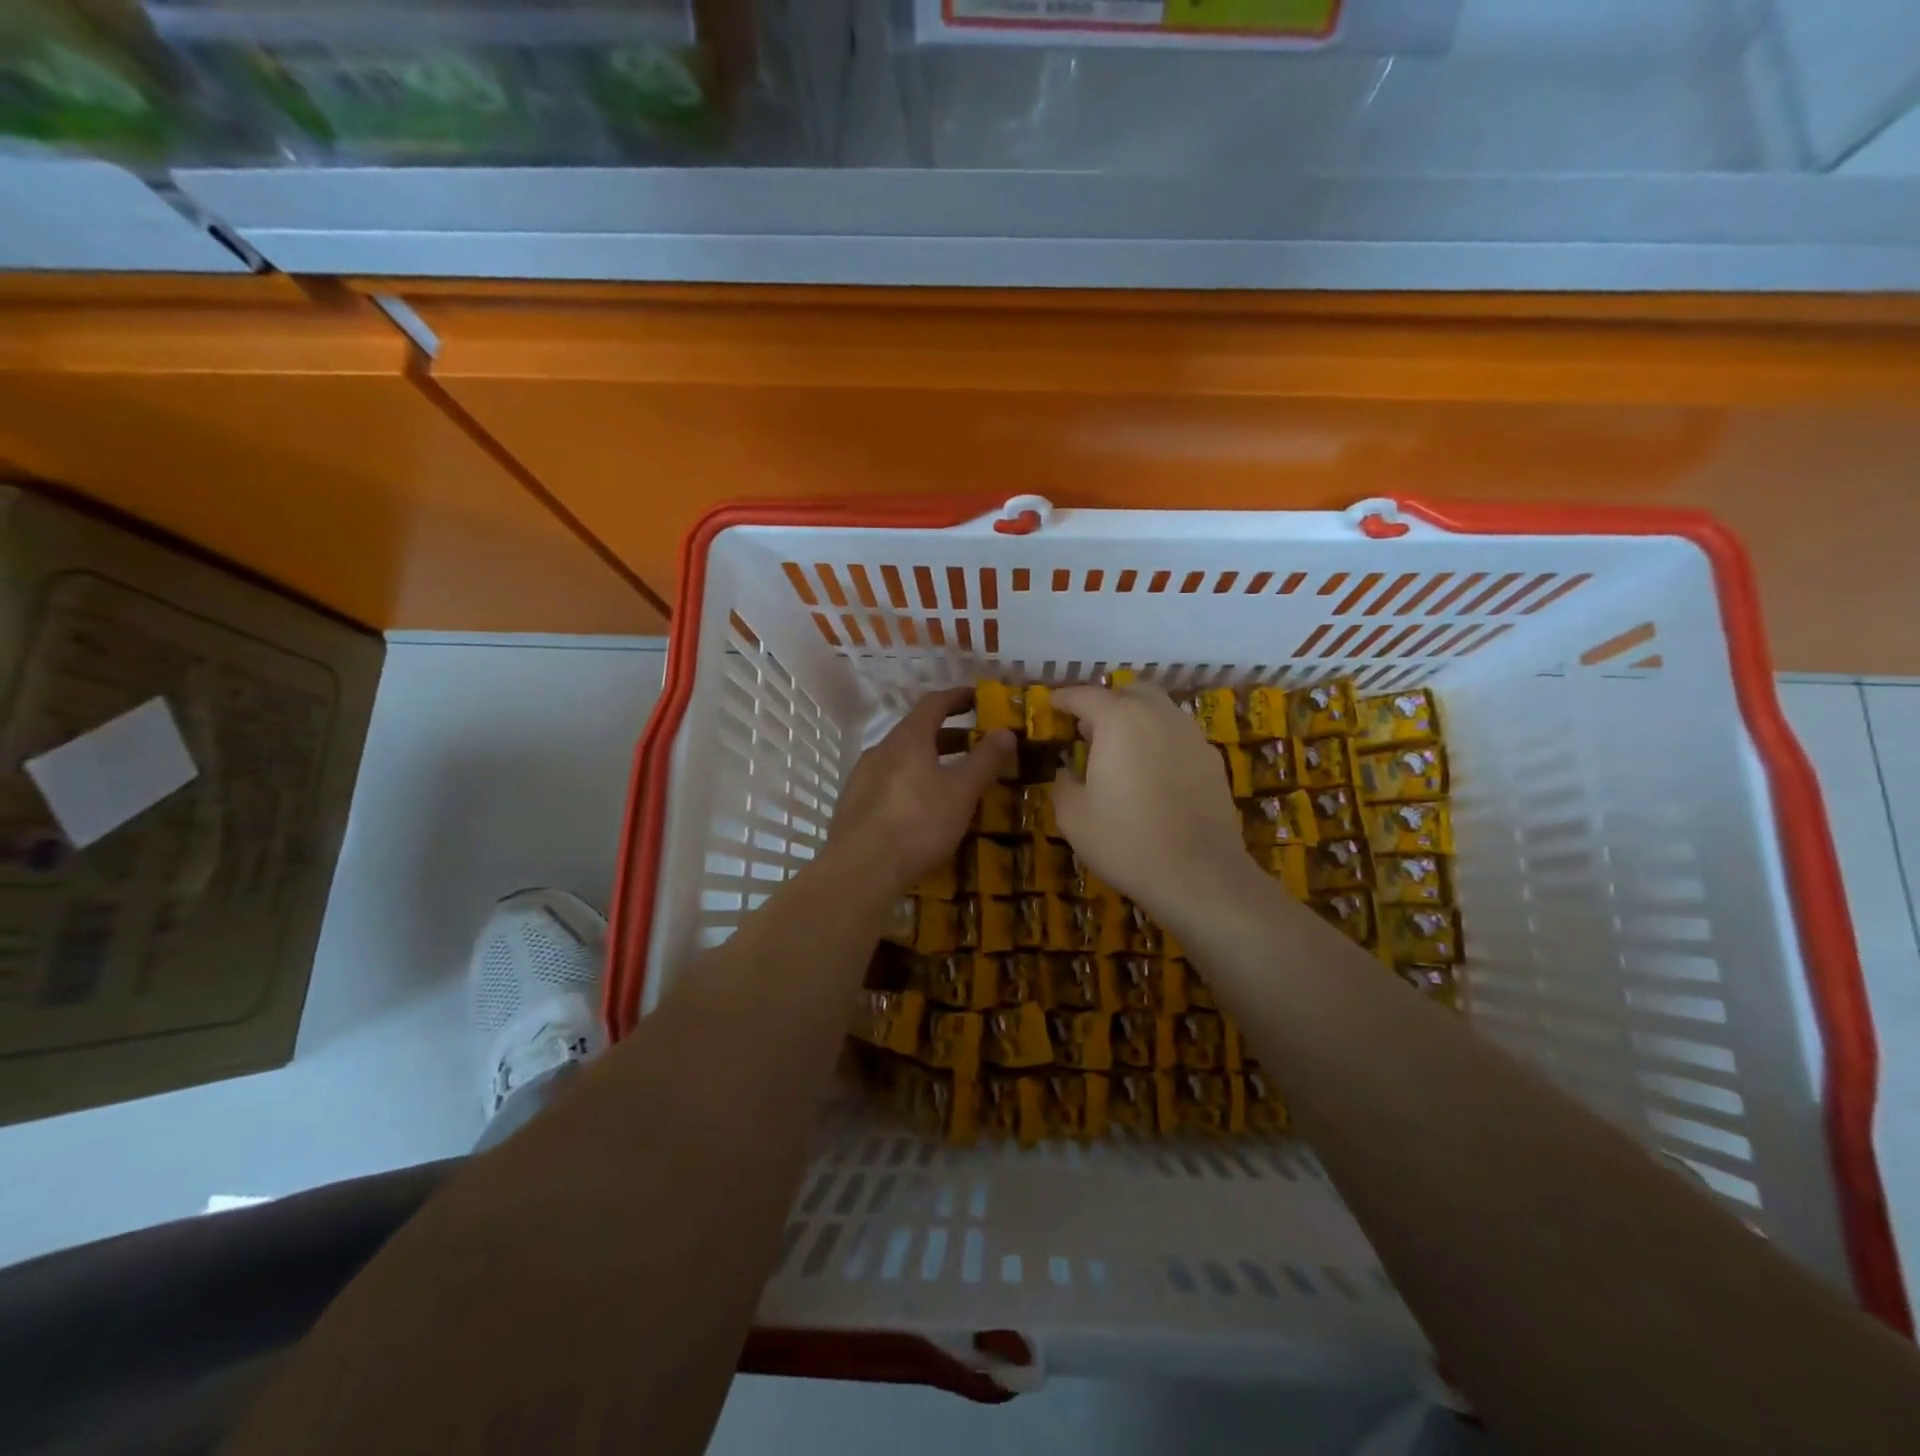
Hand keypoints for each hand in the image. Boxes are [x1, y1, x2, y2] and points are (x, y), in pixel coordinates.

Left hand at [828, 687, 1014, 896]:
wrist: (861, 869)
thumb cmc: (919, 823)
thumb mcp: (962, 791)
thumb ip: (985, 759)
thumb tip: (1006, 731)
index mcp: (908, 739)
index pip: (934, 703)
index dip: (958, 697)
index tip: (978, 698)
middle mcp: (881, 750)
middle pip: (917, 731)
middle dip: (948, 734)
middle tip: (975, 745)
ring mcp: (862, 777)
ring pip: (901, 759)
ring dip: (928, 760)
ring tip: (952, 779)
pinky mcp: (853, 805)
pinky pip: (888, 783)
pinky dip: (911, 783)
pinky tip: (921, 808)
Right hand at [1050, 684, 1255, 917]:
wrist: (1198, 874)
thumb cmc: (1125, 841)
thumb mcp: (1073, 817)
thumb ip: (1064, 784)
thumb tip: (1067, 771)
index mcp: (1118, 721)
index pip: (1086, 696)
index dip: (1065, 698)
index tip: (1052, 704)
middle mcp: (1158, 716)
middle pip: (1130, 691)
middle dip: (1108, 701)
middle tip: (1089, 725)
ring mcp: (1191, 735)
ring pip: (1160, 710)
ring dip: (1137, 718)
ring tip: (1121, 747)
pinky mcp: (1212, 760)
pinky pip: (1179, 735)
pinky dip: (1160, 740)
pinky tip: (1153, 770)